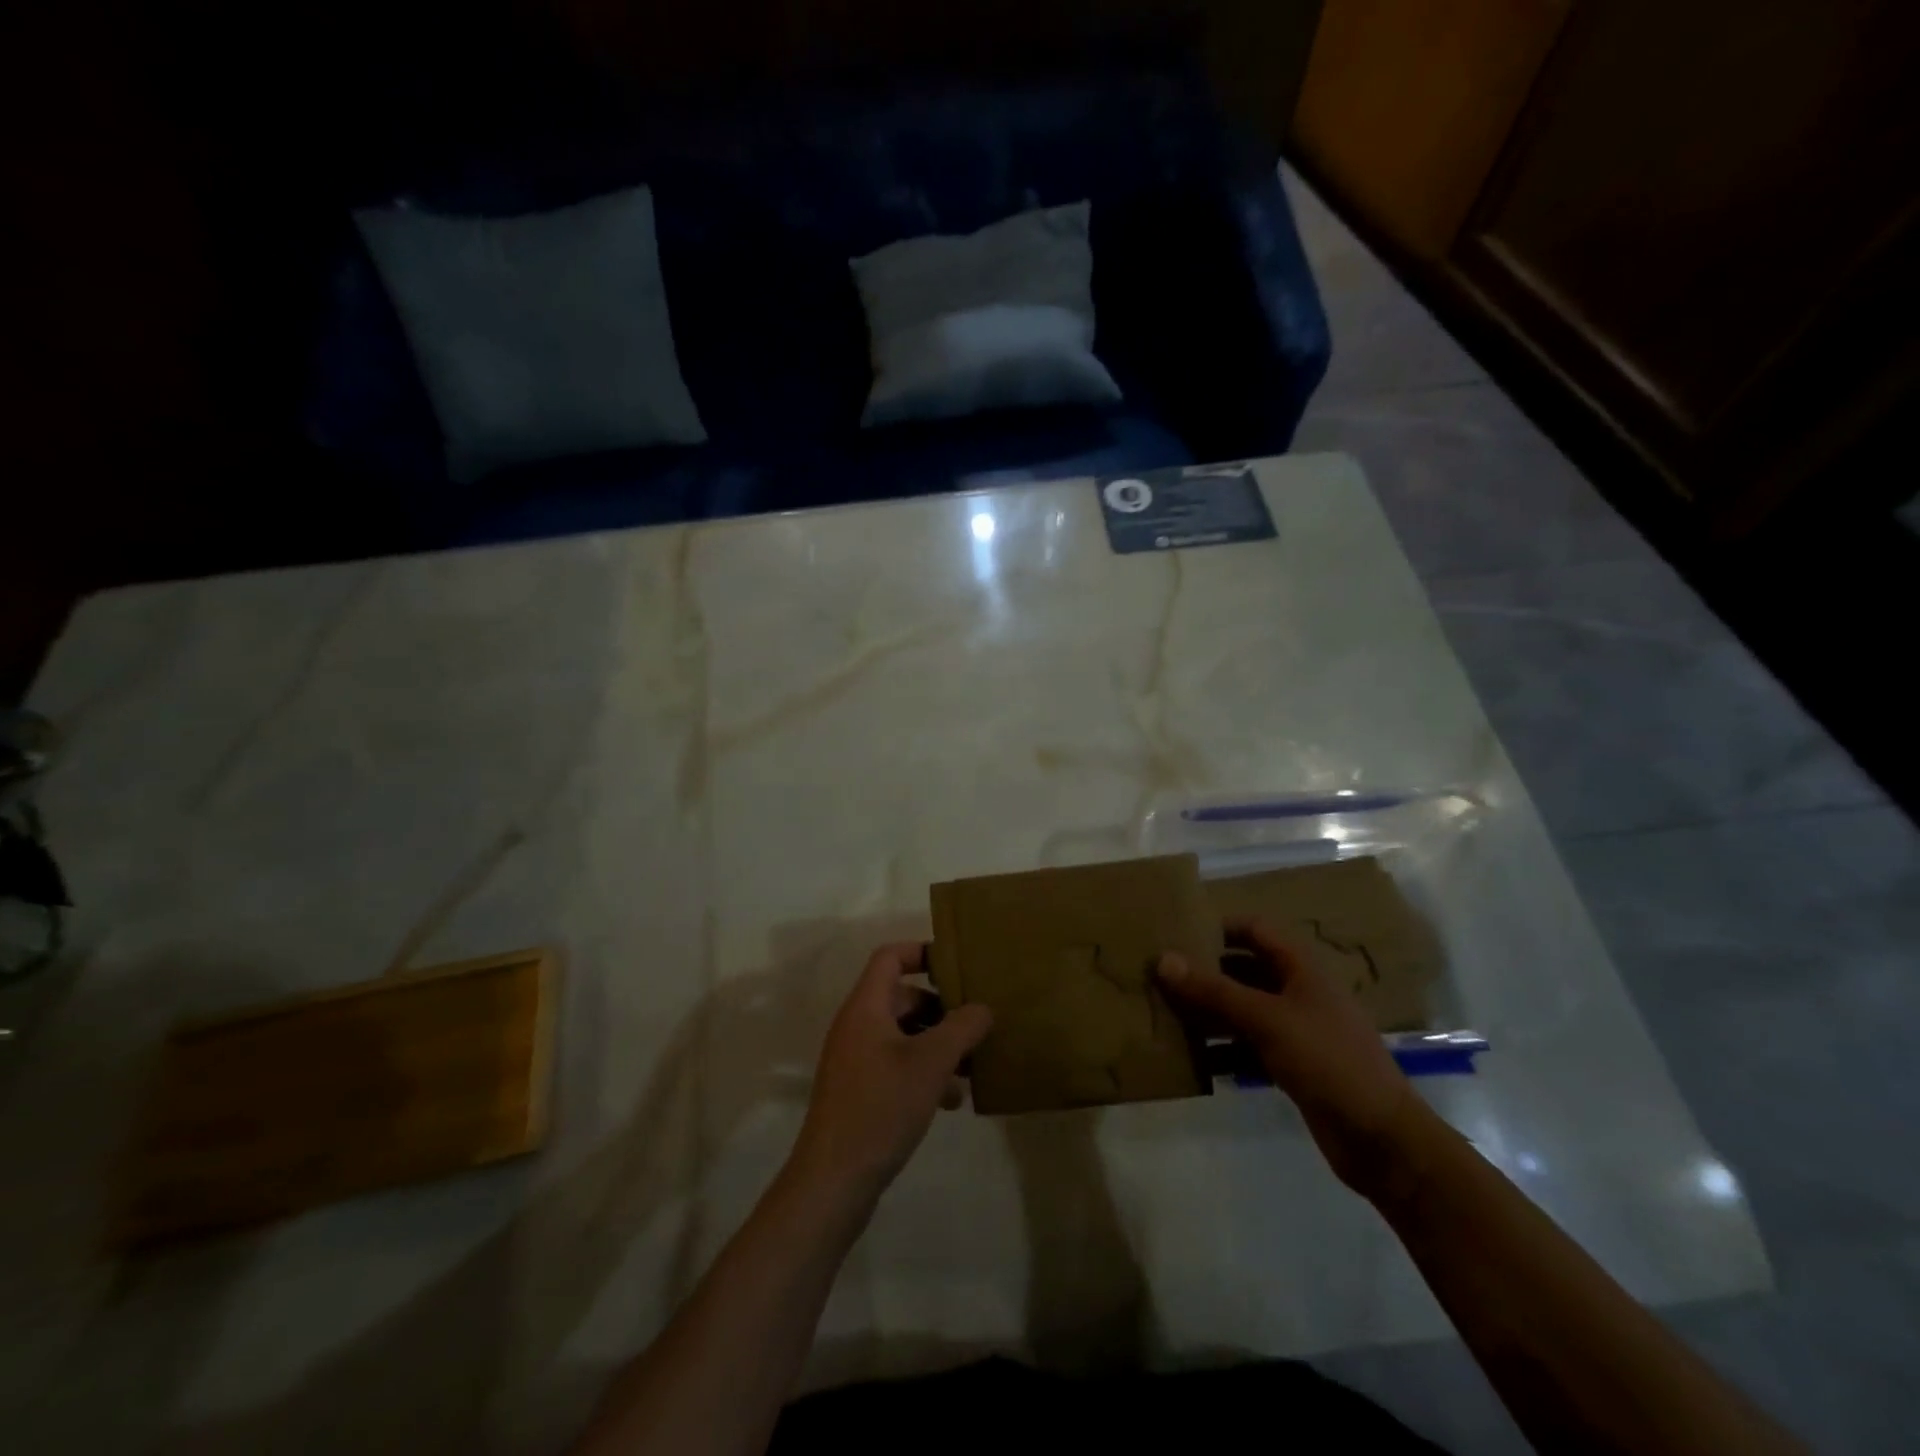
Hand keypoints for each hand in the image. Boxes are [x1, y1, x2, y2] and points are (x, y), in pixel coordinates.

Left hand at [790, 942, 993, 1196]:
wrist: (832, 1181)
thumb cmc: (881, 1107)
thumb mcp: (931, 1063)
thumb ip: (961, 1028)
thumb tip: (983, 1007)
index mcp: (866, 1007)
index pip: (890, 957)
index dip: (922, 952)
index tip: (958, 965)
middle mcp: (857, 1026)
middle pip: (902, 997)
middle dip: (941, 1008)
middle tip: (976, 1022)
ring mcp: (856, 1060)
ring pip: (904, 1035)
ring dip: (937, 1044)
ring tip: (972, 1067)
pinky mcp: (861, 1091)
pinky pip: (898, 1065)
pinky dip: (924, 1072)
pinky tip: (952, 1100)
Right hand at [1158, 918, 1430, 1199]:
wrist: (1382, 1140)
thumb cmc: (1329, 1061)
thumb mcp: (1267, 1019)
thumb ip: (1214, 990)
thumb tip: (1162, 959)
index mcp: (1301, 968)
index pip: (1254, 929)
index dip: (1218, 926)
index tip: (1176, 932)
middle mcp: (1297, 992)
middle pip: (1243, 969)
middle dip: (1204, 972)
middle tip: (1159, 975)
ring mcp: (1295, 1030)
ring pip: (1242, 1009)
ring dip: (1208, 1011)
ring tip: (1165, 1013)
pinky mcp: (1291, 1065)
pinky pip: (1247, 1045)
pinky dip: (1222, 1048)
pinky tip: (1191, 1057)